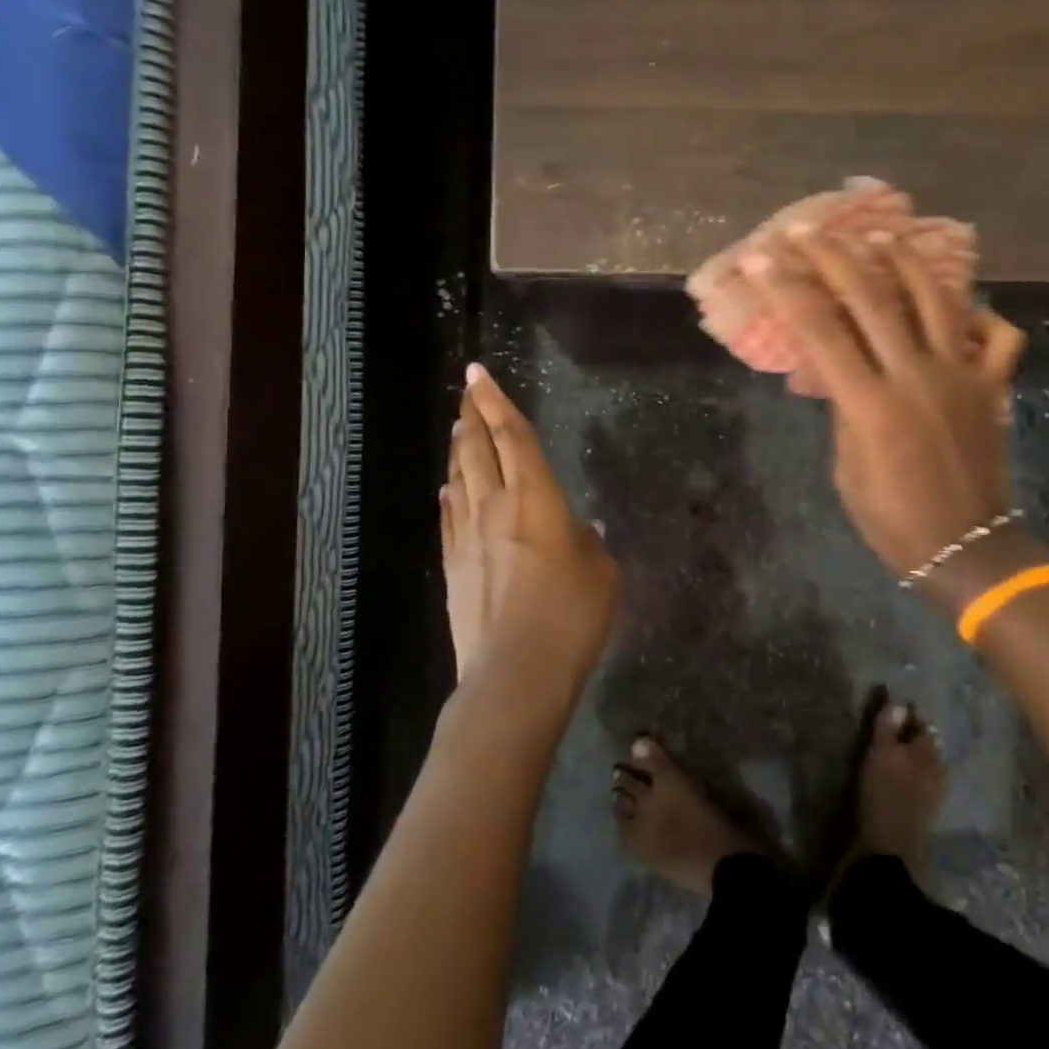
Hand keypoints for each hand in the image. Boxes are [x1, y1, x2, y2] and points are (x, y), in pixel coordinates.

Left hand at [442, 364, 618, 715]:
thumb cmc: (570, 617)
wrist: (514, 674)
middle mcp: (495, 506)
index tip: (478, 374)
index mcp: (536, 498)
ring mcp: (468, 537)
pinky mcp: (453, 567)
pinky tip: (448, 490)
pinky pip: (449, 518)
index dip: (496, 401)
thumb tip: (581, 530)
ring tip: (459, 430)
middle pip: (477, 449)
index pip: (514, 436)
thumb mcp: (601, 575)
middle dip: (471, 416)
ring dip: (459, 450)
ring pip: (459, 479)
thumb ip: (590, 545)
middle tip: (466, 393)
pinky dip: (449, 496)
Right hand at [741, 228, 1027, 581]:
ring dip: (906, 261)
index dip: (787, 289)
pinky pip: (997, 337)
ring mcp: (961, 375)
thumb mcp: (846, 467)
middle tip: (807, 231)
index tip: (761, 257)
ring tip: (883, 236)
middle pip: (872, 298)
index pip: (819, 331)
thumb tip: (838, 369)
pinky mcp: (992, 386)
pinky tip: (964, 305)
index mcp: (870, 403)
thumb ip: (844, 409)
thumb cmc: (891, 518)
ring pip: (936, 299)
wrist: (965, 547)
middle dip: (834, 257)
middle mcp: (915, 376)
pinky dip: (983, 315)